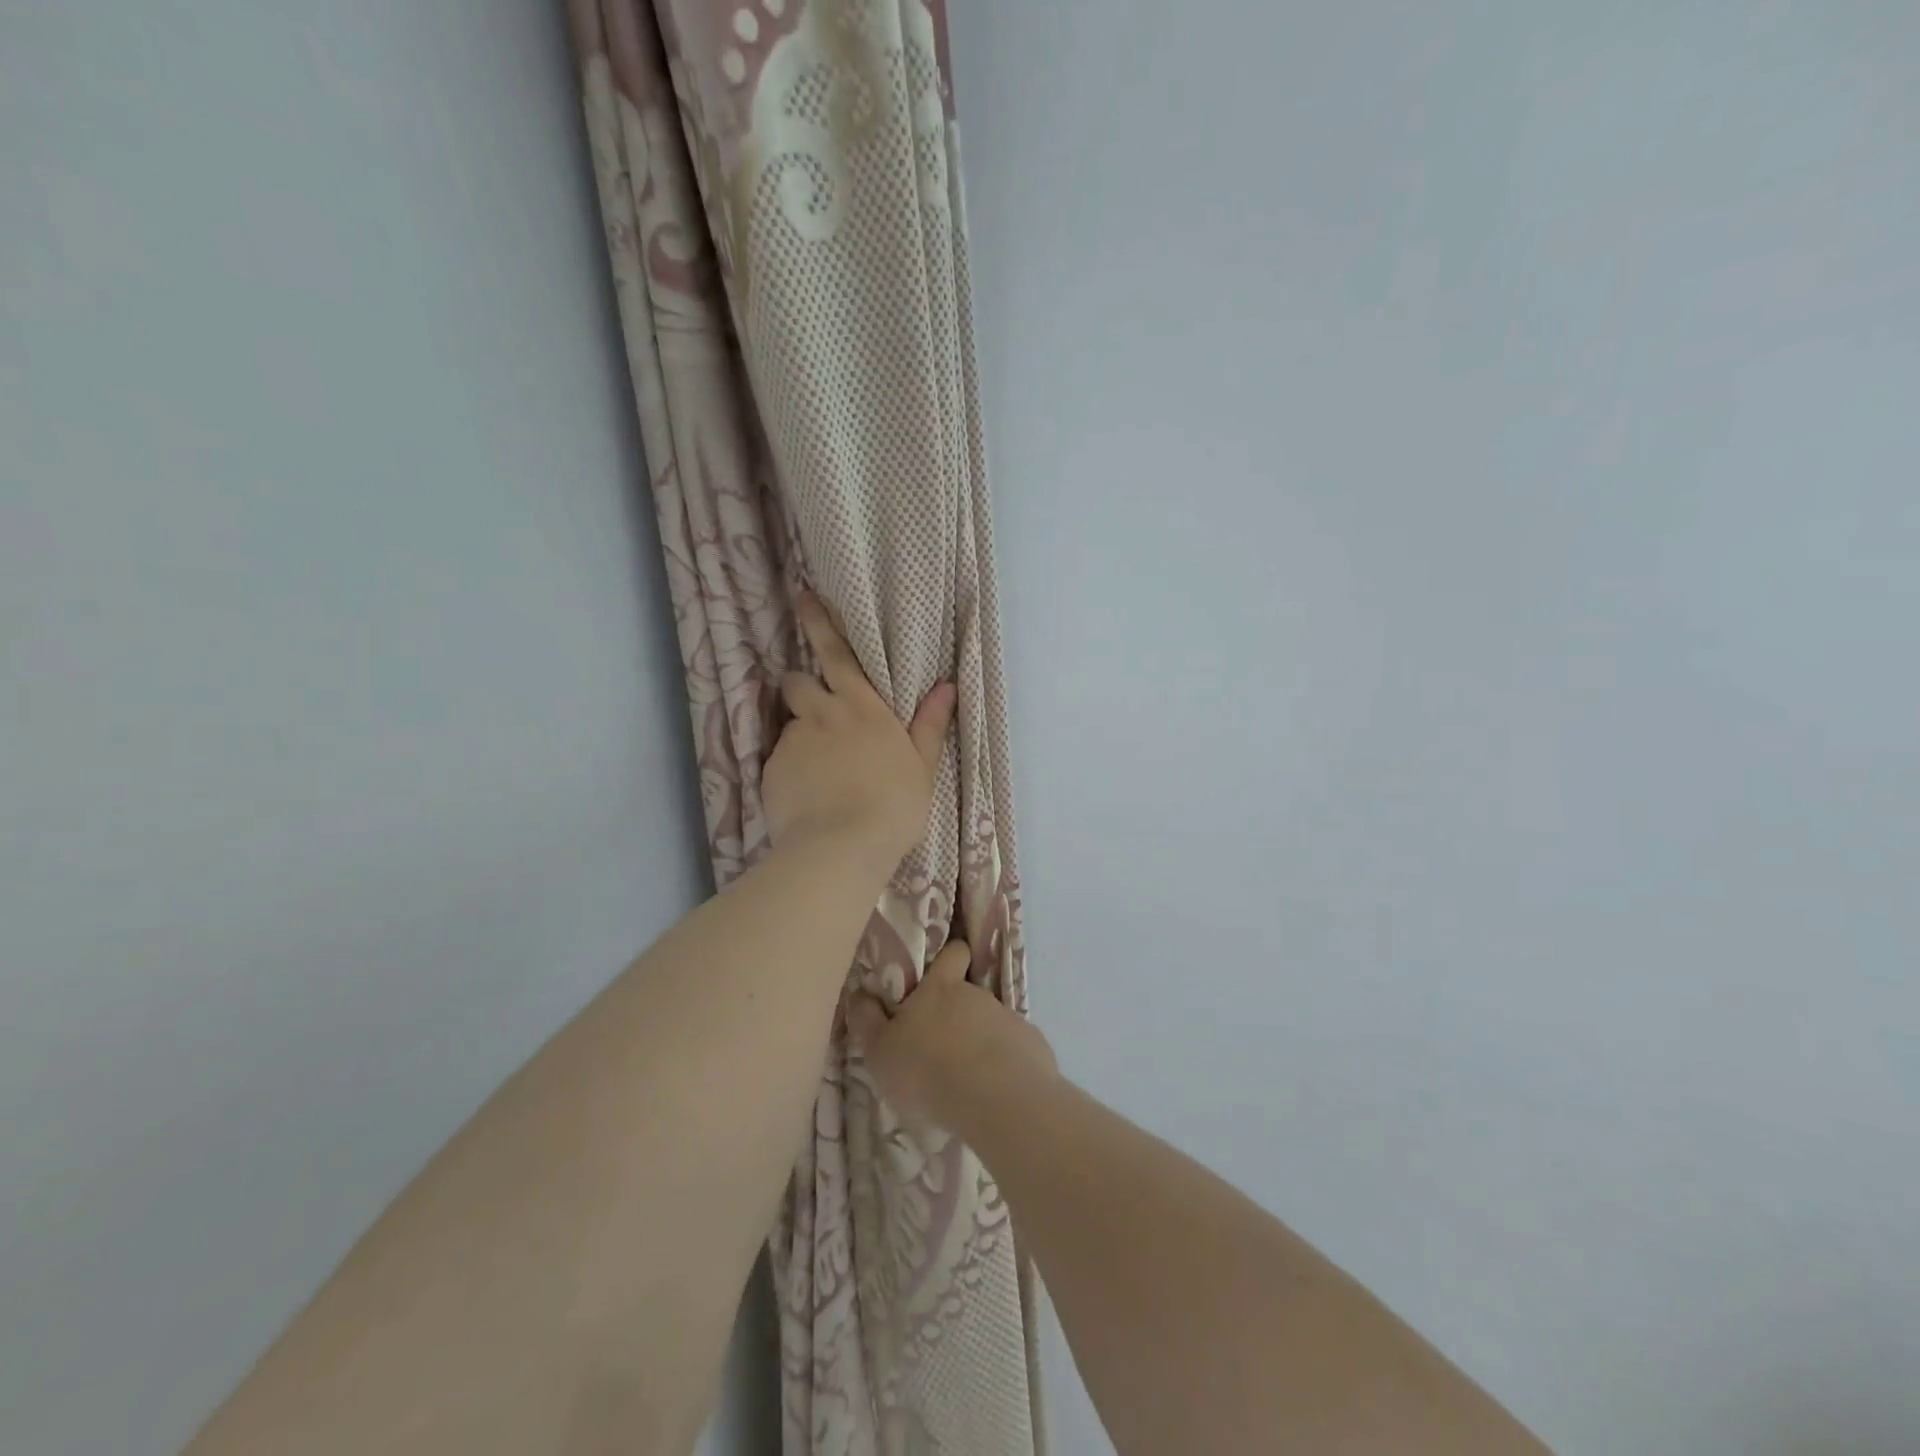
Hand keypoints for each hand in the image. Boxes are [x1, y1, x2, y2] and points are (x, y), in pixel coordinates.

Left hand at [762, 593, 955, 878]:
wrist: (842, 846)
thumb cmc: (893, 806)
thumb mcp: (921, 766)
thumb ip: (930, 725)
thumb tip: (947, 686)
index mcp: (861, 706)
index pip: (836, 653)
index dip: (819, 623)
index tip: (805, 598)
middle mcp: (822, 714)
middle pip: (797, 681)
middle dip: (800, 684)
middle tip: (812, 705)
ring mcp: (793, 742)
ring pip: (788, 724)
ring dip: (799, 733)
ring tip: (815, 767)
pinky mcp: (770, 771)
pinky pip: (778, 761)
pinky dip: (789, 770)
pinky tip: (805, 796)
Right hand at [845, 940, 1057, 1133]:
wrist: (996, 1100)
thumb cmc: (927, 1070)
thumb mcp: (880, 1050)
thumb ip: (868, 1021)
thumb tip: (859, 994)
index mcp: (941, 989)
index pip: (952, 953)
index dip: (950, 957)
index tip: (943, 970)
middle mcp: (978, 995)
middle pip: (969, 994)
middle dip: (958, 1015)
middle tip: (941, 1047)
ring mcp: (1009, 1019)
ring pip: (992, 1024)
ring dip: (980, 1043)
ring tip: (966, 1080)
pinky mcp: (1033, 1048)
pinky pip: (1015, 1052)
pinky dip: (1005, 1067)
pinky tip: (994, 1094)